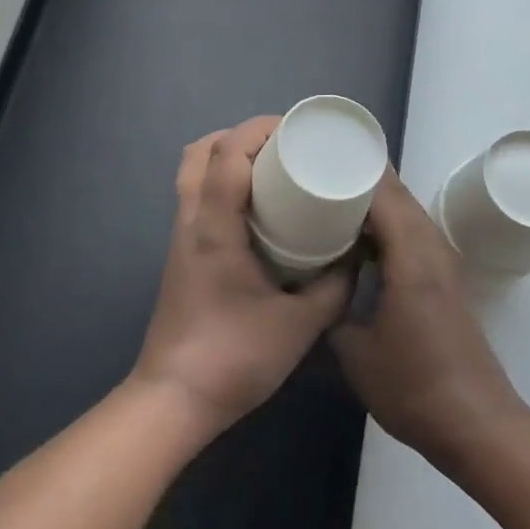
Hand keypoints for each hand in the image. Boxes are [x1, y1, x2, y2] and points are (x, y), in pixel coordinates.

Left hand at [130, 117, 351, 438]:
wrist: (174, 400)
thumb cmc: (234, 357)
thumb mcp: (300, 325)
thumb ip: (334, 288)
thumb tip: (355, 256)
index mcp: (214, 226)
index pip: (227, 153)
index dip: (259, 129)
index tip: (295, 130)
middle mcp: (191, 220)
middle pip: (200, 151)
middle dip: (240, 136)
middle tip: (282, 147)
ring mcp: (181, 237)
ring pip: (192, 172)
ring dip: (226, 157)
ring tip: (269, 169)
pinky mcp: (181, 254)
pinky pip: (196, 196)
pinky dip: (221, 182)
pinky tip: (254, 208)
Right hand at [330, 170, 524, 469]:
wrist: (478, 425)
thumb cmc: (415, 389)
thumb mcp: (356, 354)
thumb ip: (332, 309)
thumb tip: (314, 284)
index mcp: (411, 258)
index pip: (384, 192)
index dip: (355, 167)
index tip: (320, 153)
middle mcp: (432, 248)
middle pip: (398, 194)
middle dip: (361, 175)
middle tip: (319, 168)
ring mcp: (443, 262)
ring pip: (408, 211)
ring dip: (376, 199)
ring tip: (333, 195)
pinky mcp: (446, 278)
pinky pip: (413, 232)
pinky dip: (387, 222)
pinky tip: (360, 237)